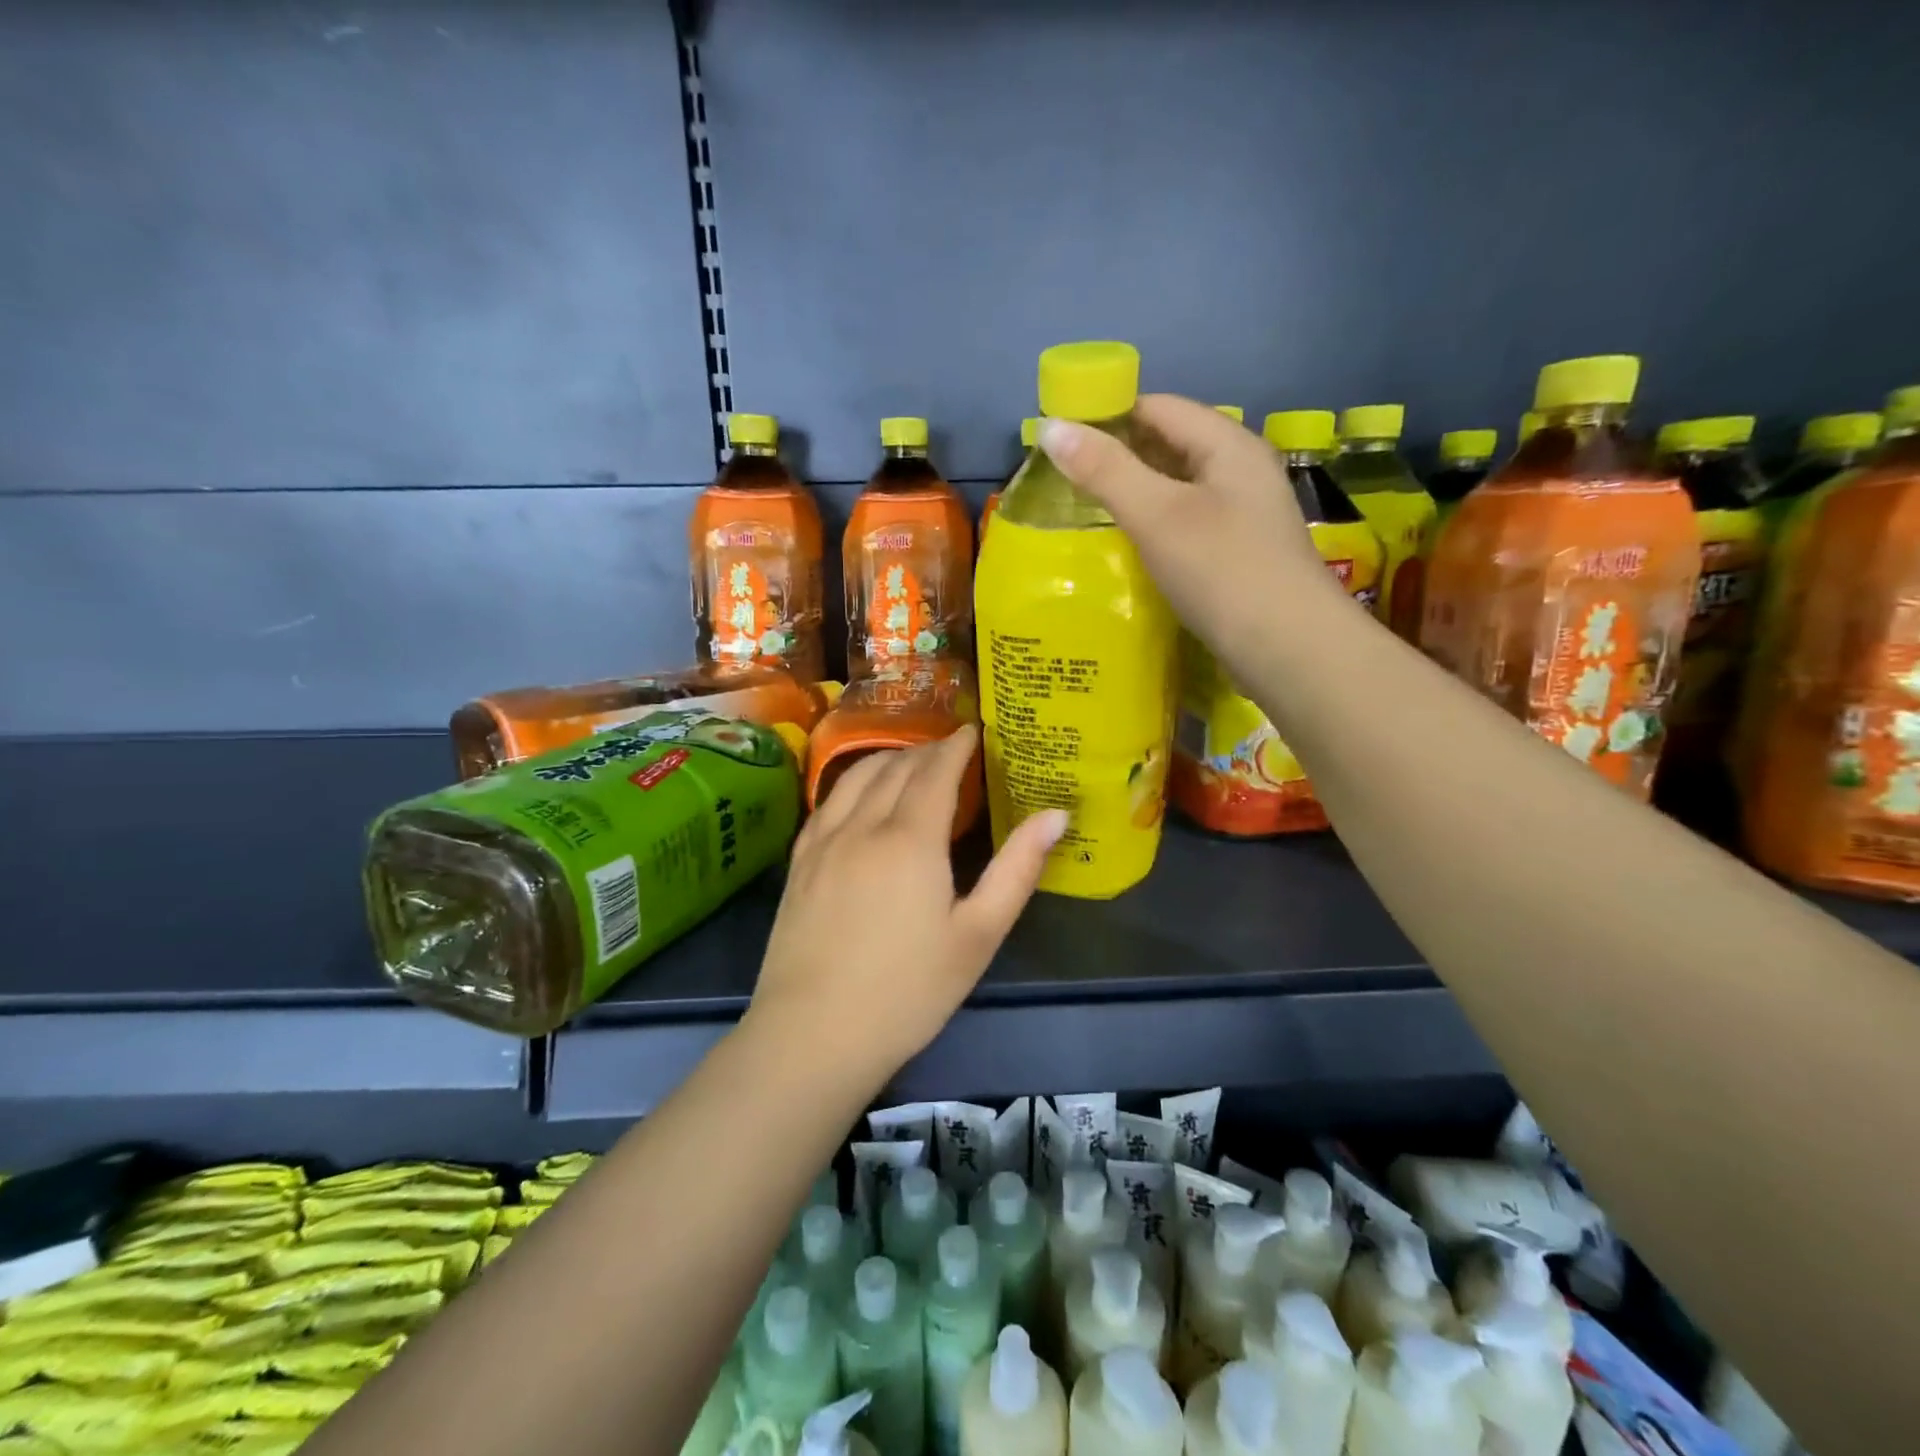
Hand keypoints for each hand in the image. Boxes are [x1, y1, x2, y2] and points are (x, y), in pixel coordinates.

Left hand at [747, 726, 1066, 1082]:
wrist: (813, 1034)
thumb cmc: (909, 990)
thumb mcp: (978, 934)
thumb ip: (1018, 869)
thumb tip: (1056, 814)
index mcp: (911, 838)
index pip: (935, 770)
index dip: (956, 745)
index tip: (974, 730)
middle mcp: (862, 825)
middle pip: (896, 767)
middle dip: (927, 750)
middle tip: (951, 749)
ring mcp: (823, 842)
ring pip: (856, 776)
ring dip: (888, 758)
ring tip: (909, 761)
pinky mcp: (799, 863)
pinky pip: (827, 802)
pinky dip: (852, 782)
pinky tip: (859, 795)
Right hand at [1039, 396, 1347, 677]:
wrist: (1288, 649)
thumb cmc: (1222, 571)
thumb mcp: (1157, 515)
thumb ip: (1105, 470)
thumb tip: (1051, 427)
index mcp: (1228, 445)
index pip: (1158, 407)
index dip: (1108, 413)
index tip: (1060, 436)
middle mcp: (1240, 469)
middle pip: (1170, 444)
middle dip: (1118, 454)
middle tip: (1064, 476)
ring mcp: (1243, 513)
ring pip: (1177, 486)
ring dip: (1135, 491)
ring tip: (1086, 509)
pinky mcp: (1237, 552)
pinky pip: (1186, 521)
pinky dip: (1153, 523)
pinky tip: (1129, 544)